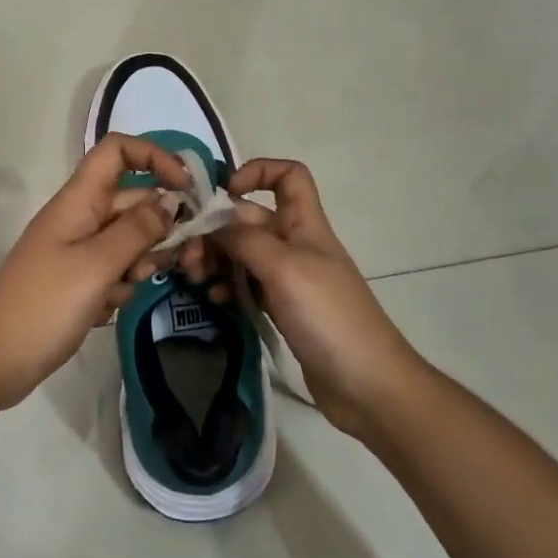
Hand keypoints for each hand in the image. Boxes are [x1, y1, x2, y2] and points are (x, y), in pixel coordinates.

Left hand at [0, 134, 191, 410]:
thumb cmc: (43, 306)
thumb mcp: (96, 265)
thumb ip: (137, 230)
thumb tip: (170, 201)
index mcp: (79, 200)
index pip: (118, 151)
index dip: (154, 157)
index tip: (186, 188)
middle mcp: (81, 216)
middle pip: (133, 199)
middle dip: (162, 224)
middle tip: (186, 259)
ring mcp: (78, 248)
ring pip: (129, 237)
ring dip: (142, 259)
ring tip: (130, 287)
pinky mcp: (79, 279)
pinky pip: (115, 268)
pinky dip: (121, 285)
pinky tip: (107, 309)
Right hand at [211, 159, 423, 437]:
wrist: (368, 386)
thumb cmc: (329, 316)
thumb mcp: (284, 268)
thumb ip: (246, 239)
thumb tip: (216, 220)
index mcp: (304, 224)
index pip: (288, 176)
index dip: (258, 172)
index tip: (226, 191)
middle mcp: (296, 244)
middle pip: (251, 218)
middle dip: (217, 228)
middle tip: (188, 254)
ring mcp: (289, 278)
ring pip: (244, 252)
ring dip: (216, 258)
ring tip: (195, 277)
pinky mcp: (283, 309)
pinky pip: (247, 285)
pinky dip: (228, 286)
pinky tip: (214, 300)